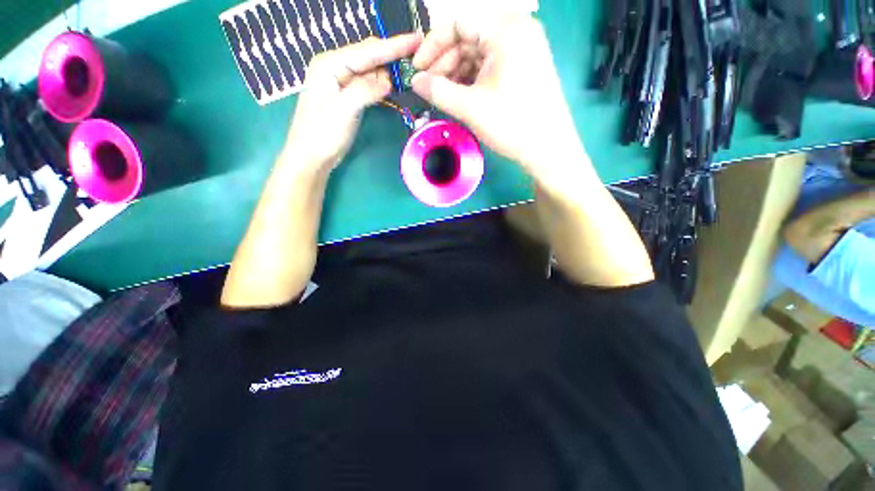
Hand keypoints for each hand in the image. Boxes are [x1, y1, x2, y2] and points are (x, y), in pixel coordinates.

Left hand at [283, 34, 421, 170]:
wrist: (312, 156)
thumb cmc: (322, 134)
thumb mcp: (344, 110)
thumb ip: (365, 90)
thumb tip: (389, 81)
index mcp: (330, 64)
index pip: (367, 50)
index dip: (394, 45)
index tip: (417, 39)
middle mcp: (336, 67)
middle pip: (370, 56)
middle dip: (393, 57)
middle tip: (418, 61)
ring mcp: (342, 82)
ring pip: (372, 71)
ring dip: (389, 73)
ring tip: (408, 76)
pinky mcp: (349, 96)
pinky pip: (369, 85)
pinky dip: (382, 86)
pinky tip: (393, 88)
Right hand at [411, 16, 585, 176]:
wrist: (548, 148)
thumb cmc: (511, 124)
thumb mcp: (470, 107)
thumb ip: (437, 91)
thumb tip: (414, 81)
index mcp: (505, 29)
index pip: (457, 22)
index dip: (432, 45)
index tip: (417, 69)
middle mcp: (516, 30)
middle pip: (468, 37)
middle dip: (444, 63)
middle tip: (429, 87)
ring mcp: (523, 48)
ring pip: (479, 53)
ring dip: (457, 73)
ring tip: (443, 95)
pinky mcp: (524, 66)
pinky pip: (491, 65)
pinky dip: (473, 79)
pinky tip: (461, 95)